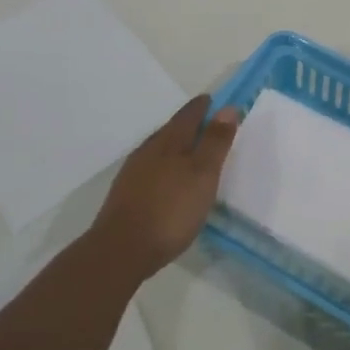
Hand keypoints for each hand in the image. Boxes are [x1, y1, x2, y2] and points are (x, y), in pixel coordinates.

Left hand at [90, 95, 239, 280]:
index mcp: (168, 142)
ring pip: (158, 151)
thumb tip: (227, 108)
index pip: (188, 115)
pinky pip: (150, 170)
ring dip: (175, 147)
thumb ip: (215, 142)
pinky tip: (169, 181)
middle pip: (171, 131)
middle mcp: (147, 151)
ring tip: (190, 152)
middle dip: (188, 125)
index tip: (213, 99)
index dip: (202, 107)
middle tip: (205, 123)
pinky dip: (164, 167)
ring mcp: (133, 173)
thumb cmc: (170, 209)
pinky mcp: (126, 195)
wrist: (121, 249)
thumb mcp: (202, 174)